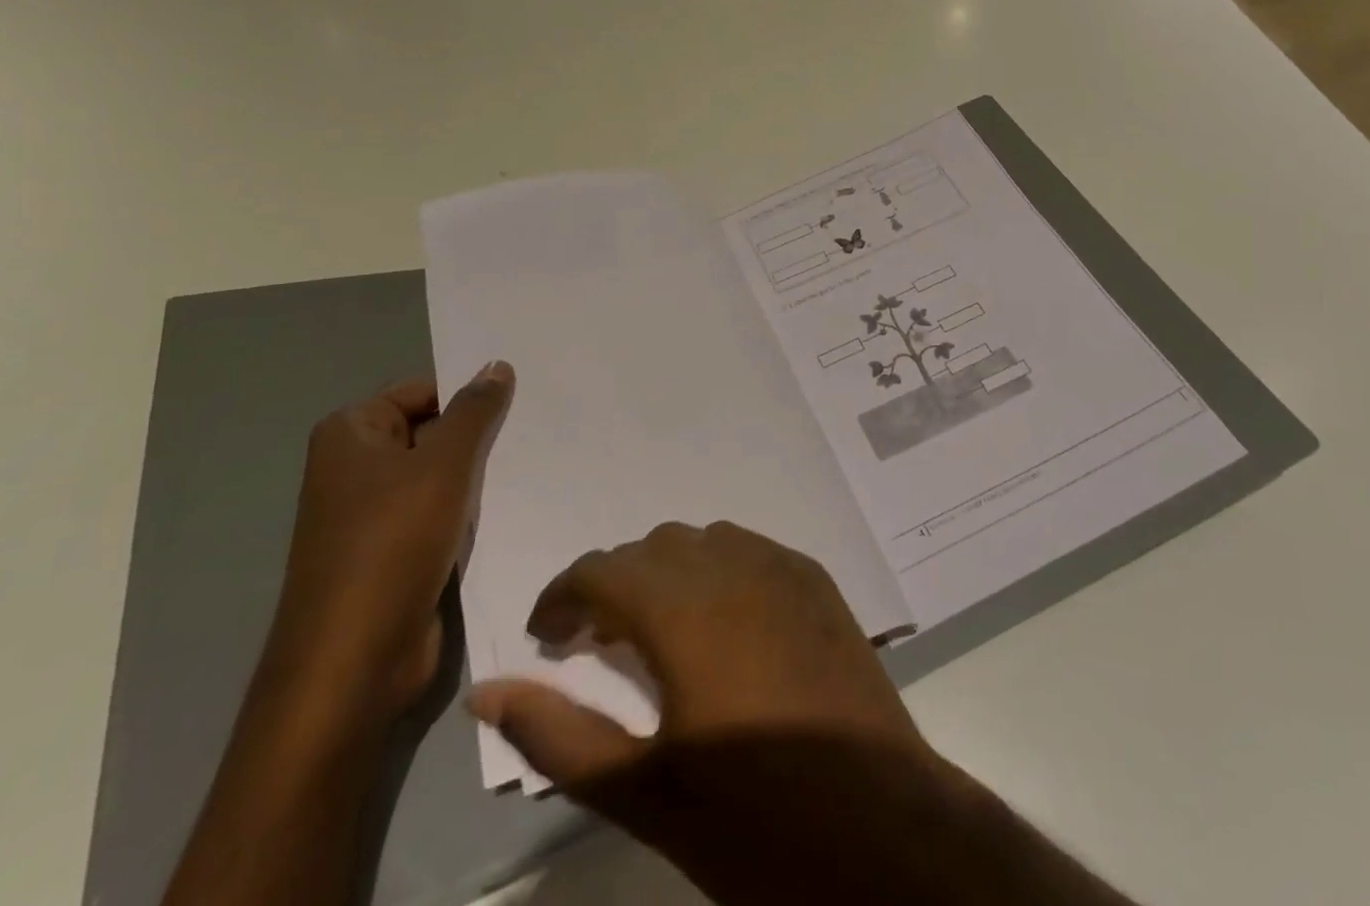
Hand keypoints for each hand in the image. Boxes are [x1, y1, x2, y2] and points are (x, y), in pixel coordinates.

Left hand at [262, 363, 514, 728]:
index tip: (522, 400)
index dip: (469, 395)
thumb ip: (475, 411)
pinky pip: (441, 514)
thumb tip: (496, 364)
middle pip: (433, 430)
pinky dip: (472, 510)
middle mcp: (355, 468)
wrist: (355, 666)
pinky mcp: (394, 554)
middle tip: (536, 427)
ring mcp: (373, 515)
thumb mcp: (443, 464)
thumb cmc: (392, 545)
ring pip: (441, 475)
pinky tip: (514, 505)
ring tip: (534, 462)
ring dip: (480, 475)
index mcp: (350, 434)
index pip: (423, 390)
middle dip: (480, 435)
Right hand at [469, 520, 922, 786]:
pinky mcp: (816, 580)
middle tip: (596, 643)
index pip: (601, 569)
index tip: (546, 637)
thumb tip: (486, 693)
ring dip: (667, 573)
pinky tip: (720, 624)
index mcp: (683, 609)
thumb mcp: (643, 792)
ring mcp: (781, 566)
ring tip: (658, 631)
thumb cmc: (755, 821)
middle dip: (613, 585)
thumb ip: (557, 735)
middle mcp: (731, 566)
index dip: (563, 596)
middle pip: (650, 549)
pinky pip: (749, 549)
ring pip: (701, 541)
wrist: (883, 829)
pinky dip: (716, 570)